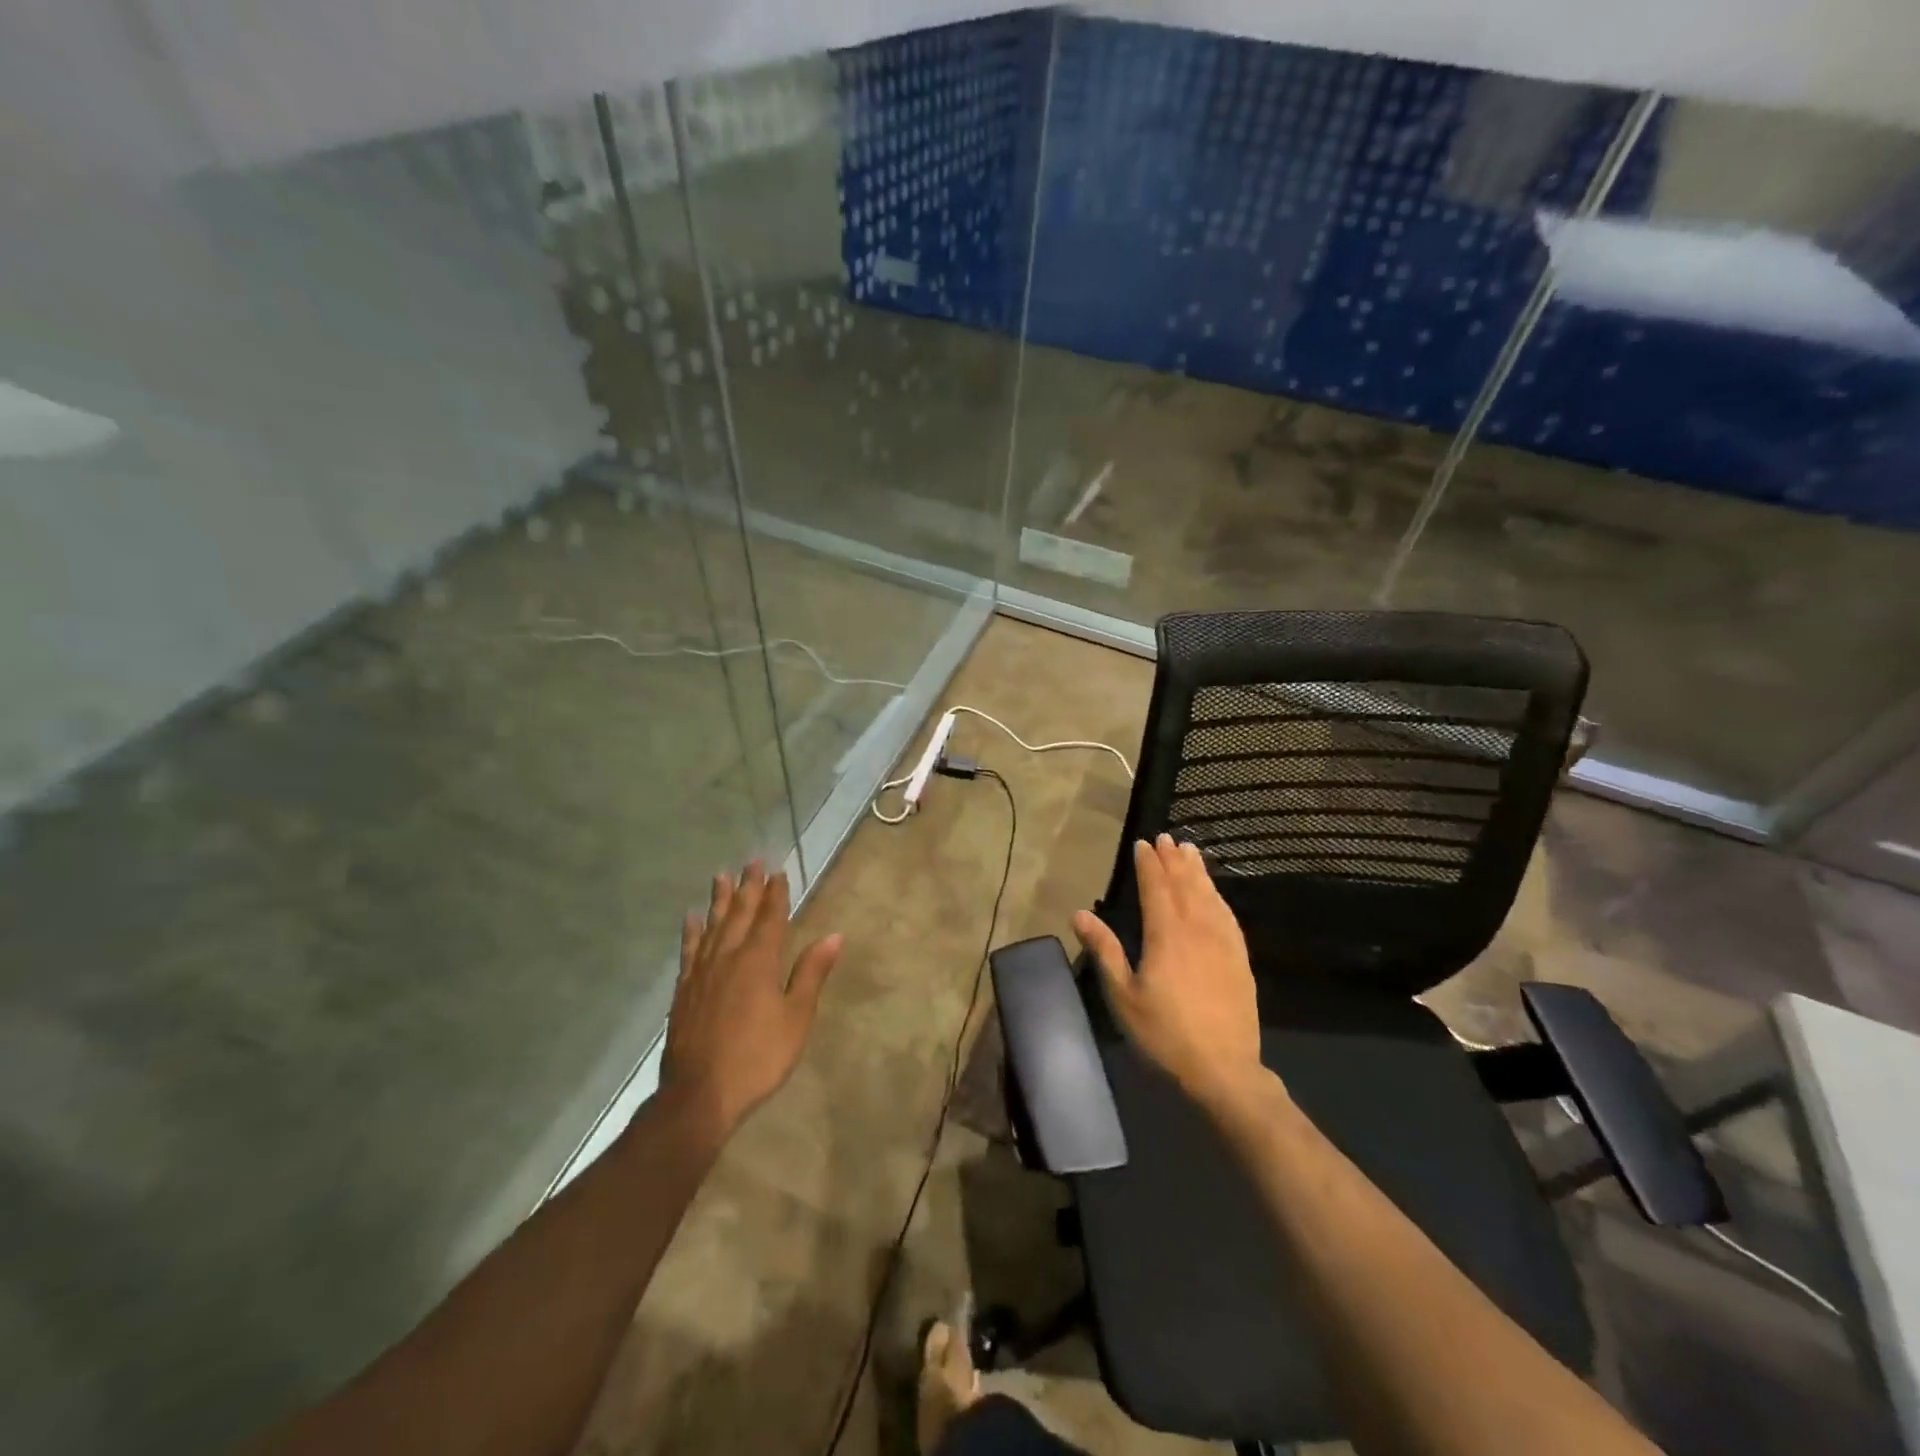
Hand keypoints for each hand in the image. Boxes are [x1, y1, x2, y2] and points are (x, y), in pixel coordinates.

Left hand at [660, 861, 843, 1138]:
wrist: (699, 1095)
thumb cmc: (758, 1057)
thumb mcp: (796, 1018)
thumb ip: (811, 974)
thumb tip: (834, 936)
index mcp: (759, 961)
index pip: (771, 918)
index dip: (776, 894)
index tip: (778, 872)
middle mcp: (729, 957)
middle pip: (740, 914)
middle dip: (749, 888)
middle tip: (752, 862)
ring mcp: (702, 973)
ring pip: (713, 926)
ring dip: (720, 900)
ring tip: (722, 876)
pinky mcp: (684, 991)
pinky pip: (689, 950)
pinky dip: (692, 932)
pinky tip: (691, 919)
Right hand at [1074, 835, 1269, 1109]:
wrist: (1224, 1069)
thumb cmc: (1165, 1034)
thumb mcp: (1124, 996)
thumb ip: (1104, 950)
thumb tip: (1078, 914)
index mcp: (1166, 935)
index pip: (1156, 888)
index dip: (1149, 864)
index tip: (1142, 844)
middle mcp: (1197, 929)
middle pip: (1185, 885)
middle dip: (1174, 860)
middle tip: (1166, 838)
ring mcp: (1223, 943)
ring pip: (1209, 896)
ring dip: (1197, 871)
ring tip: (1190, 851)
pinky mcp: (1240, 958)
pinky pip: (1228, 916)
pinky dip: (1218, 896)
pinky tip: (1215, 893)